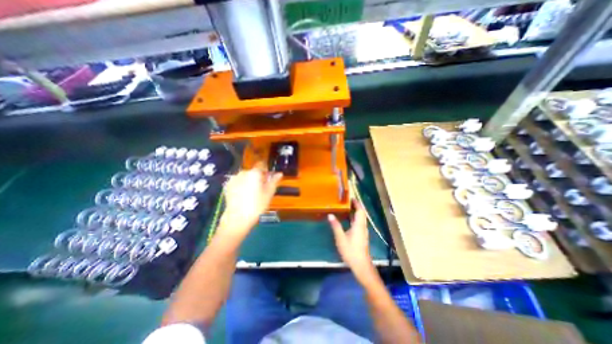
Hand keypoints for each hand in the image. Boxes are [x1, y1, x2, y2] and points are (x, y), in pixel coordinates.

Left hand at [219, 162, 282, 237]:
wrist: (237, 218)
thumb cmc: (257, 205)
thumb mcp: (269, 193)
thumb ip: (274, 181)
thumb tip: (279, 173)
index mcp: (254, 173)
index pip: (261, 164)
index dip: (265, 170)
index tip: (268, 177)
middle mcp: (243, 172)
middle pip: (253, 171)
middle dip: (257, 177)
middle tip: (260, 189)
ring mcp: (233, 179)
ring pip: (244, 177)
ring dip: (248, 181)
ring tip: (250, 194)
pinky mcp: (227, 186)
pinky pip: (237, 182)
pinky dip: (241, 185)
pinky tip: (242, 196)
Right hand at [328, 200, 374, 283]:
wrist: (361, 265)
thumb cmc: (351, 251)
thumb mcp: (341, 238)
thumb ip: (336, 226)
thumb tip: (330, 215)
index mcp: (359, 225)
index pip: (360, 211)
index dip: (357, 203)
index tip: (351, 198)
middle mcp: (362, 227)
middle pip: (361, 214)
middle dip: (356, 206)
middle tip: (347, 201)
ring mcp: (363, 232)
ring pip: (360, 219)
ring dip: (355, 212)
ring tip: (346, 208)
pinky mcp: (361, 236)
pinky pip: (359, 223)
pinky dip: (354, 218)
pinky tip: (347, 220)